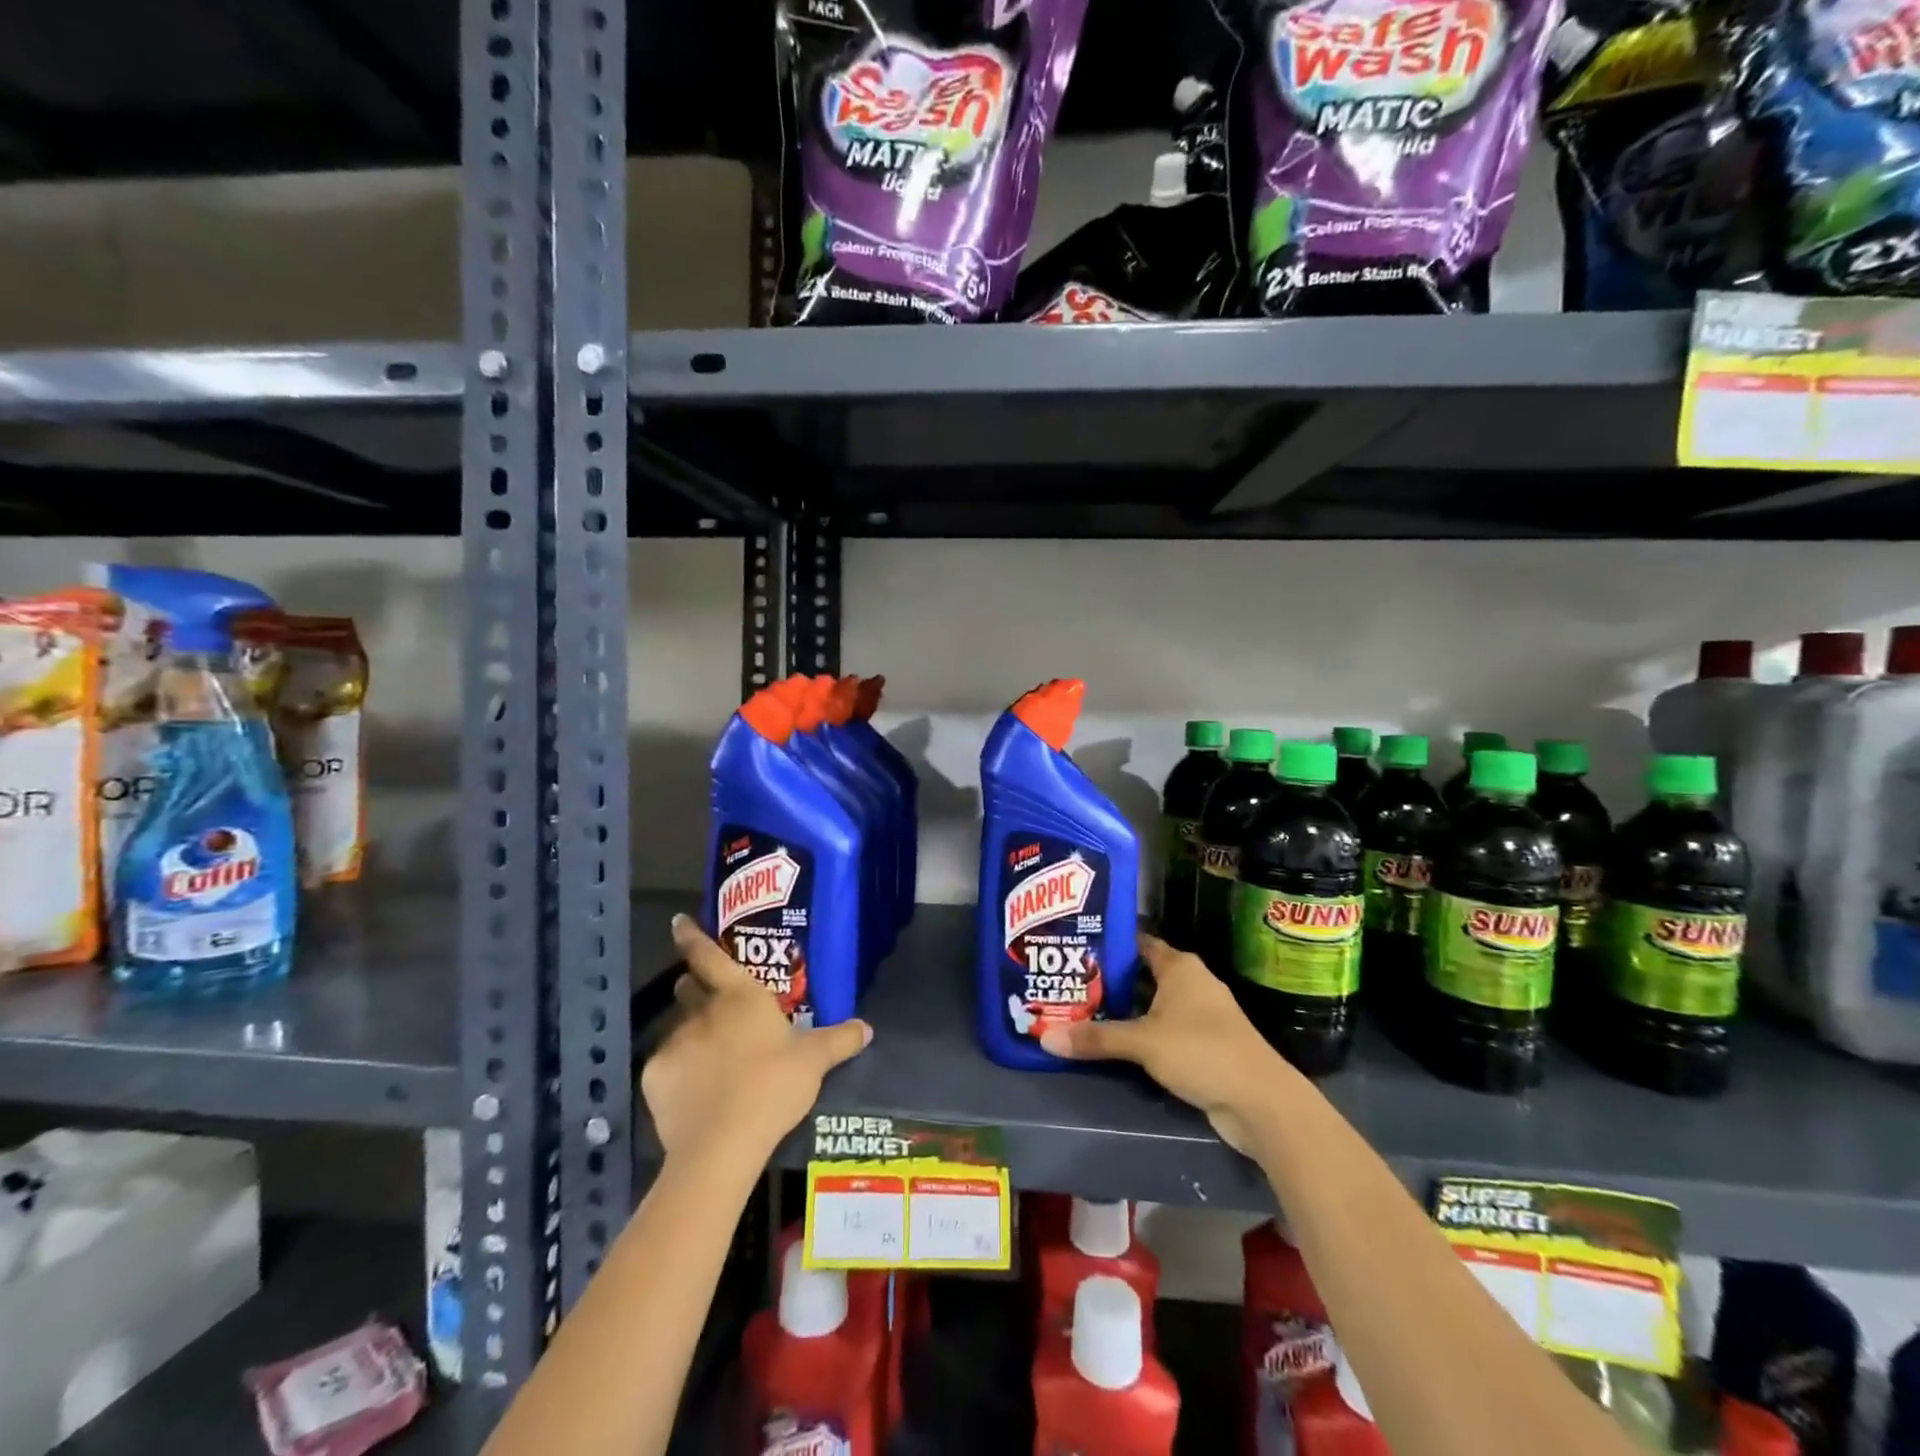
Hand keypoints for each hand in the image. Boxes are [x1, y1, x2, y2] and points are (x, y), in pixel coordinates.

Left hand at [641, 915, 871, 1164]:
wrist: (722, 1144)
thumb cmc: (773, 1085)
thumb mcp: (815, 1061)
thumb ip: (839, 1040)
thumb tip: (867, 1027)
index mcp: (740, 995)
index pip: (709, 955)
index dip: (692, 936)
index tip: (679, 922)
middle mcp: (702, 1010)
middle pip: (688, 987)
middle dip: (695, 988)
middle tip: (711, 1001)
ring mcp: (674, 1043)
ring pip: (677, 1027)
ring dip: (690, 1033)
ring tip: (707, 1057)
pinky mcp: (654, 1077)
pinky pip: (665, 1066)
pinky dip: (677, 1072)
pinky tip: (692, 1093)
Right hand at [1039, 933, 1289, 1153]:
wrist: (1261, 1102)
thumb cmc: (1202, 1052)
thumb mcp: (1143, 1043)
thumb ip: (1096, 1038)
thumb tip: (1045, 1038)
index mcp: (1180, 967)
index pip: (1137, 942)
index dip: (1108, 944)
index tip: (1075, 947)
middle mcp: (1191, 983)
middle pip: (1141, 974)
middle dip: (1108, 980)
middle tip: (1068, 983)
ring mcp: (1200, 1015)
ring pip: (1152, 1004)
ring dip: (1123, 1010)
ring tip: (1080, 1011)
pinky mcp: (1203, 1045)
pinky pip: (1162, 1030)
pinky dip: (1140, 1033)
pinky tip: (1112, 1042)